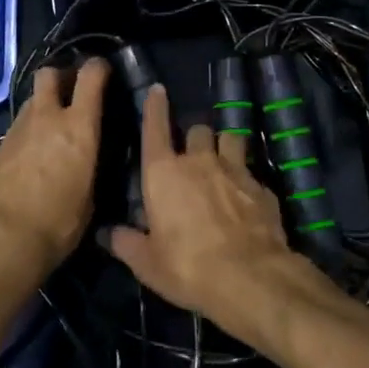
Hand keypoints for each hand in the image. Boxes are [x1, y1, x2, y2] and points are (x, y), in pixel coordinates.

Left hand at [0, 58, 108, 285]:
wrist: (3, 241)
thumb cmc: (58, 223)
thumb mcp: (90, 196)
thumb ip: (90, 163)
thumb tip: (88, 156)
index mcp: (78, 126)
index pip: (90, 76)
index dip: (98, 67)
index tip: (104, 71)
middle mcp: (47, 118)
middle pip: (49, 74)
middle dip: (61, 76)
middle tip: (71, 91)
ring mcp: (18, 129)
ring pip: (32, 100)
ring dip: (44, 104)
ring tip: (52, 125)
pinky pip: (19, 126)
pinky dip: (29, 130)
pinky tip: (33, 153)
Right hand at [102, 84, 316, 337]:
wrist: (250, 278)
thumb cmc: (188, 268)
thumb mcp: (148, 264)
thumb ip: (127, 243)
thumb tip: (107, 233)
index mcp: (163, 173)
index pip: (155, 128)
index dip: (155, 107)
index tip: (158, 90)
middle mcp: (198, 161)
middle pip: (196, 130)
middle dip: (193, 138)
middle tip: (192, 156)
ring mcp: (234, 169)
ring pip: (229, 138)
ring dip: (224, 146)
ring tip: (223, 162)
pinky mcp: (261, 185)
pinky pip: (250, 170)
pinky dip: (246, 179)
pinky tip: (246, 198)